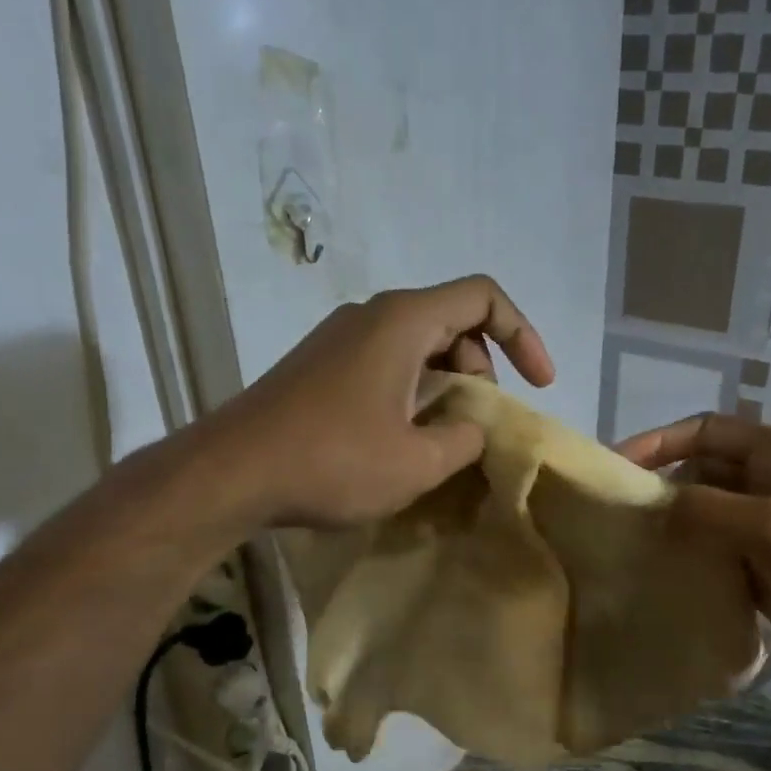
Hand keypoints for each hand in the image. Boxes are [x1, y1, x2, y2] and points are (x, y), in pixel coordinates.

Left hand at [213, 275, 553, 527]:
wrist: (231, 473)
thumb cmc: (332, 461)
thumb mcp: (418, 462)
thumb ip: (464, 439)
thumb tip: (470, 428)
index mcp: (403, 322)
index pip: (483, 297)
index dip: (523, 335)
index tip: (539, 385)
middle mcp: (371, 316)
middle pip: (451, 321)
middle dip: (483, 368)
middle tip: (480, 423)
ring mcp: (340, 339)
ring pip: (417, 345)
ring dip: (447, 384)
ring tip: (446, 438)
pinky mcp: (320, 366)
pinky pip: (386, 364)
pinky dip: (413, 391)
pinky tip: (404, 439)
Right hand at [614, 412, 770, 698]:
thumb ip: (707, 508)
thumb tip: (653, 505)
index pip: (705, 431)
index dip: (659, 442)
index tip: (616, 466)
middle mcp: (768, 484)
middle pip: (700, 473)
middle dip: (660, 487)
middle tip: (616, 516)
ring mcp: (765, 530)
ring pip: (703, 517)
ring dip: (671, 527)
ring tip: (627, 547)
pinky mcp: (762, 570)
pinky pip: (713, 555)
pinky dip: (687, 561)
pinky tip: (658, 577)